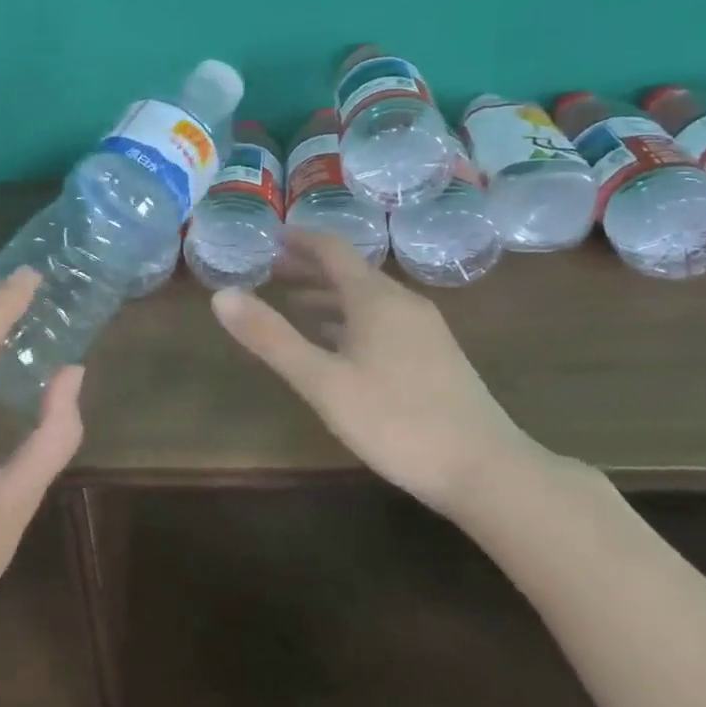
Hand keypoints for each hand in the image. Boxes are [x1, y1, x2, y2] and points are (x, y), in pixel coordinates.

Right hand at [210, 228, 548, 520]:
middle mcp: (403, 304)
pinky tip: (339, 344)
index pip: (333, 250)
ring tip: (295, 304)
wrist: (485, 469)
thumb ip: (271, 338)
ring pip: (368, 299)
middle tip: (271, 270)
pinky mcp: (435, 357)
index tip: (269, 238)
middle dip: (309, 268)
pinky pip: (383, 321)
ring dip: (329, 295)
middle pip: (351, 272)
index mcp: (376, 300)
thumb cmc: (395, 420)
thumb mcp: (322, 381)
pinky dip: (351, 320)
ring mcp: (425, 331)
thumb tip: (221, 295)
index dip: (299, 240)